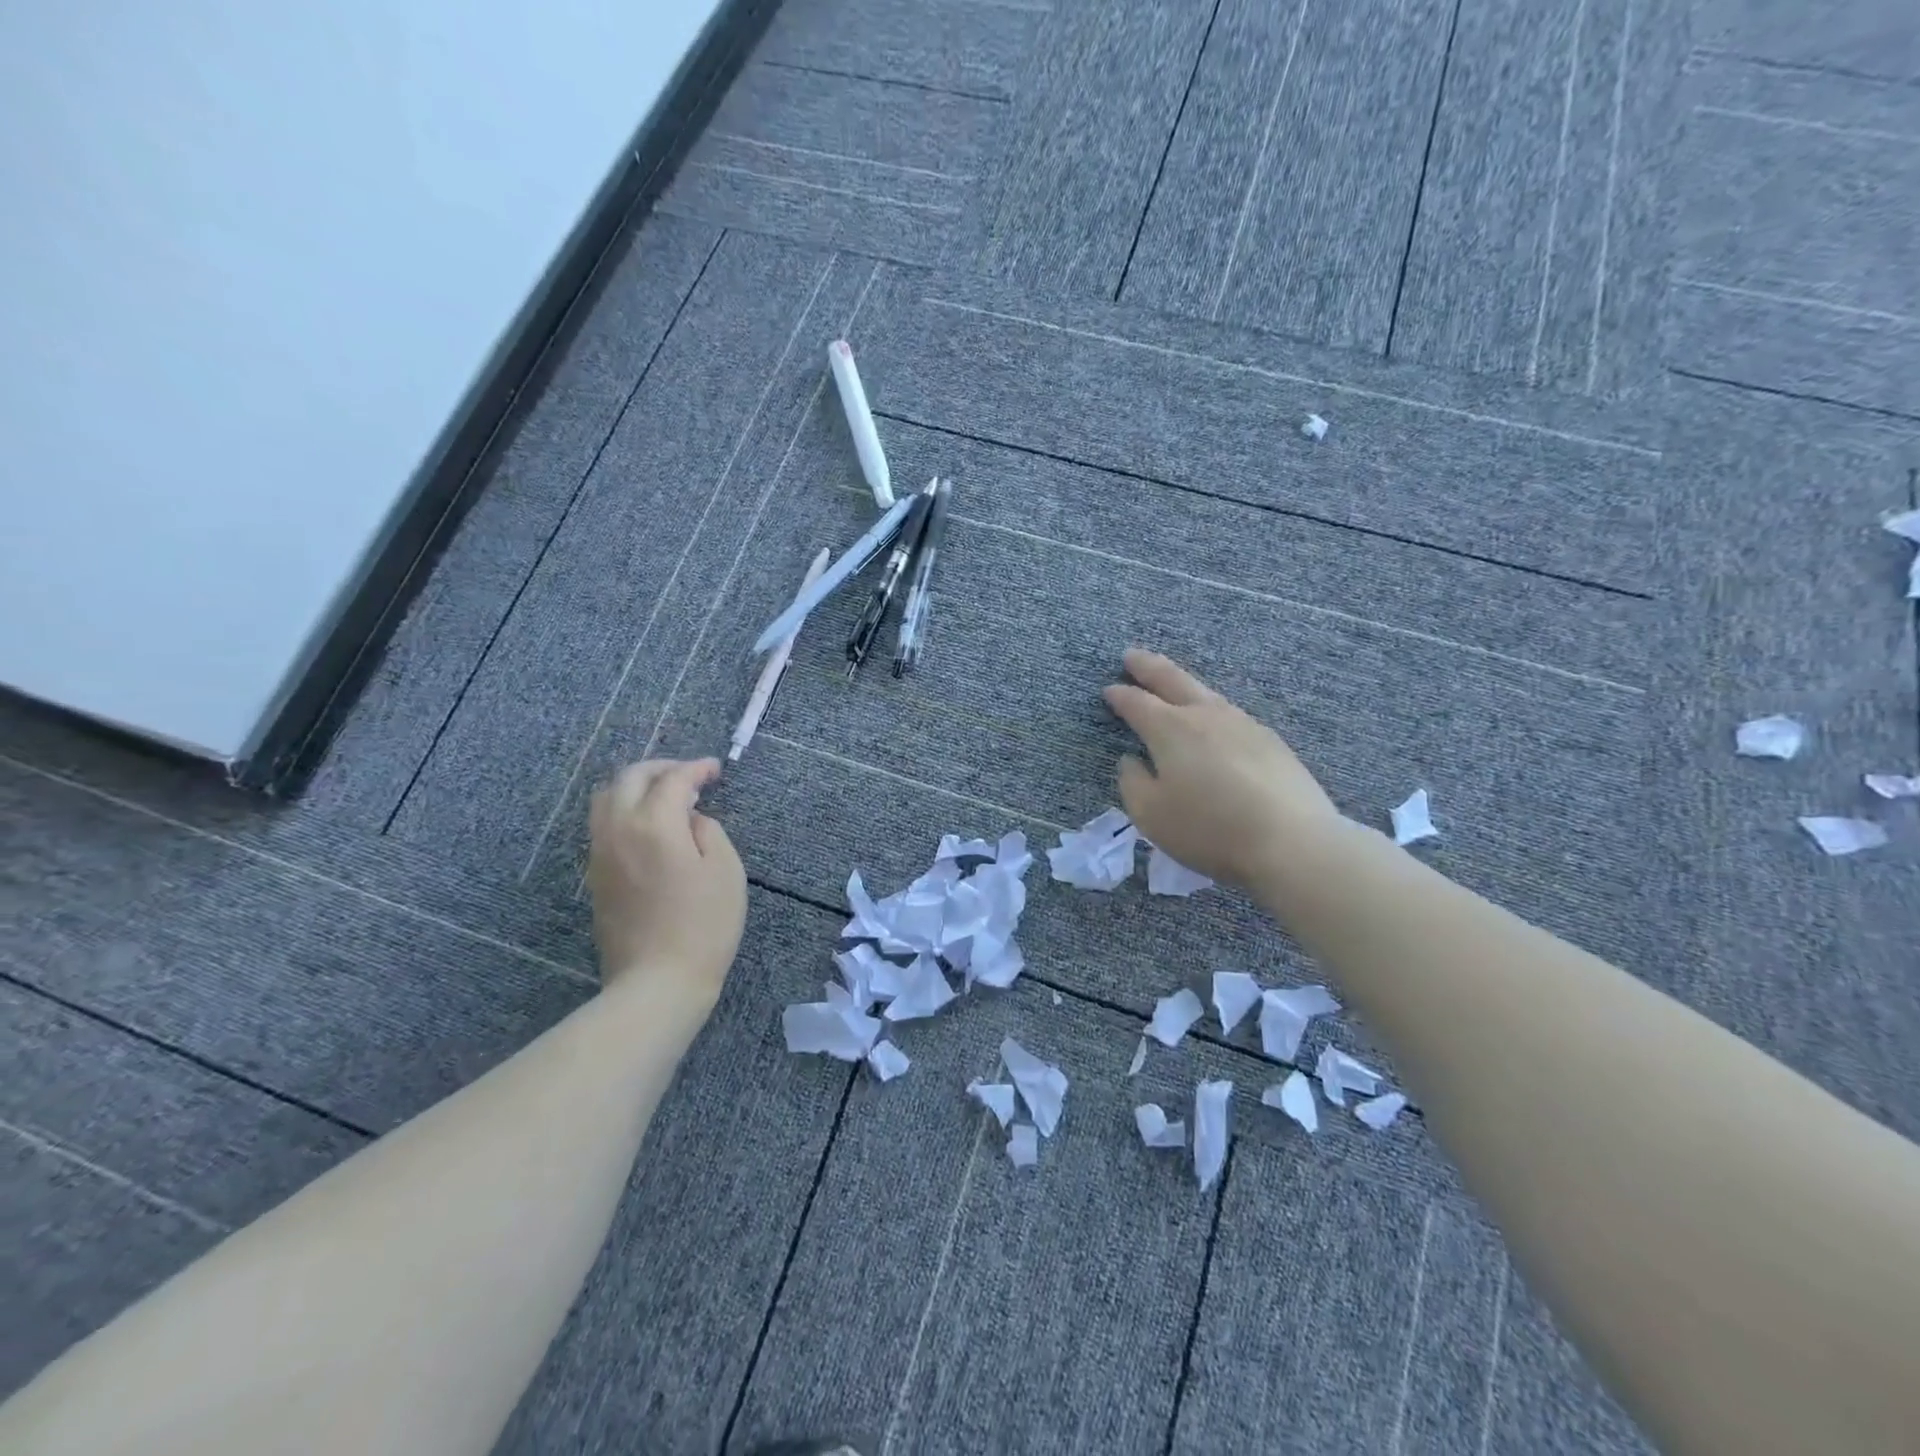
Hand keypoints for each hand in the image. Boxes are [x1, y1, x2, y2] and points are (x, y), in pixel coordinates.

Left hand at [587, 759, 745, 1006]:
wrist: (657, 983)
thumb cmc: (703, 926)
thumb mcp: (725, 870)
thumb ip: (708, 831)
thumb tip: (689, 820)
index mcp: (654, 824)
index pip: (673, 779)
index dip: (696, 769)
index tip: (716, 769)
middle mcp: (618, 830)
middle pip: (629, 778)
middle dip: (661, 768)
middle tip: (689, 775)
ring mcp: (600, 854)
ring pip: (606, 799)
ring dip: (636, 787)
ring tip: (666, 797)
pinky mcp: (595, 877)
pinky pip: (603, 826)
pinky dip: (625, 811)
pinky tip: (650, 828)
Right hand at [1103, 648, 1343, 891]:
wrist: (1292, 842)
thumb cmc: (1209, 828)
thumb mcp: (1150, 814)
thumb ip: (1132, 782)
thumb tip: (1132, 760)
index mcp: (1170, 729)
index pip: (1137, 702)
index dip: (1120, 695)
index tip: (1108, 690)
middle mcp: (1206, 715)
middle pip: (1173, 679)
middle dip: (1148, 666)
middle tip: (1132, 656)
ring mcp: (1243, 724)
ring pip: (1206, 694)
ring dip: (1183, 685)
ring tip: (1173, 686)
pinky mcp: (1271, 741)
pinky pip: (1231, 716)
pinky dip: (1212, 711)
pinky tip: (1215, 724)